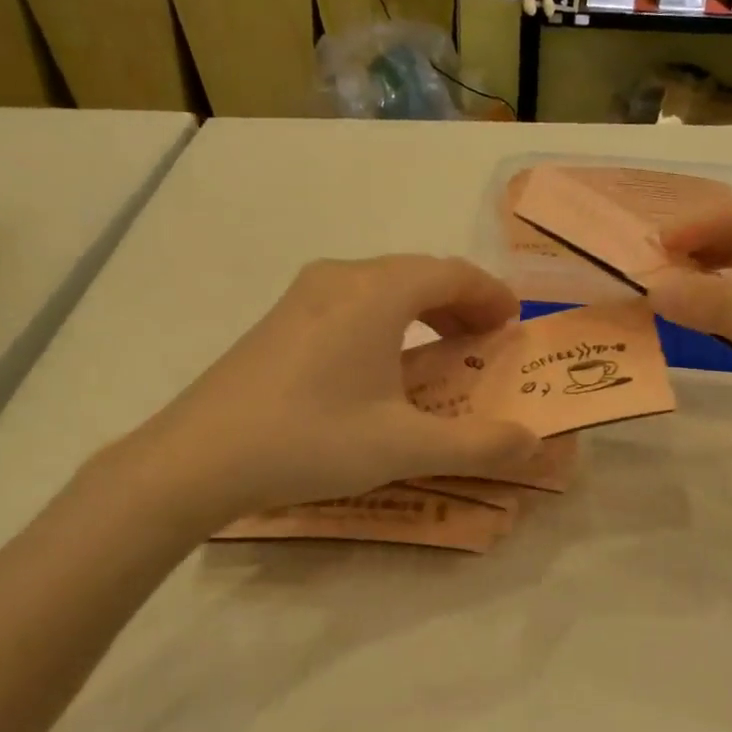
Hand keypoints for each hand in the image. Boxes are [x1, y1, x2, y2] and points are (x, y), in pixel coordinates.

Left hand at [114, 256, 540, 536]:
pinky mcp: (280, 318)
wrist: (196, 458)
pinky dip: (387, 319)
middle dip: (460, 302)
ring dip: (423, 309)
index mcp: (377, 292)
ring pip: (382, 286)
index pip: (452, 273)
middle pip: (418, 273)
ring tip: (444, 347)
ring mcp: (304, 295)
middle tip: (486, 339)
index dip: (490, 294)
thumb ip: (477, 445)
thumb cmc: (310, 440)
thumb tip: (534, 444)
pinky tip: (384, 362)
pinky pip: (352, 302)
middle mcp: (342, 277)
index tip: (514, 322)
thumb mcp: (404, 446)